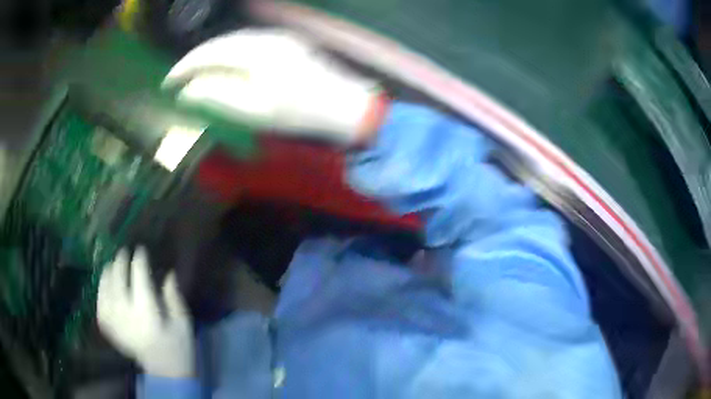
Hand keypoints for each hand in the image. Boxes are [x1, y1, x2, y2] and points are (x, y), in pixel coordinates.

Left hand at [97, 247, 194, 377]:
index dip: (139, 260)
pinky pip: (100, 306)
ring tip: (111, 265)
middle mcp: (127, 315)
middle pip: (118, 280)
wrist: (165, 373)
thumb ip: (174, 297)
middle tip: (124, 252)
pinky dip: (100, 293)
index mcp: (147, 313)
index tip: (141, 250)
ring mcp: (116, 324)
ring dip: (107, 275)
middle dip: (120, 262)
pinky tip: (104, 287)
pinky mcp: (111, 331)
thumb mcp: (183, 323)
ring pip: (105, 291)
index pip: (139, 278)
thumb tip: (167, 273)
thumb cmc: (177, 347)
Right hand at [162, 28, 383, 144]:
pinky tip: (225, 65)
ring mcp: (279, 38)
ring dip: (212, 55)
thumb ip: (218, 96)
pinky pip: (249, 43)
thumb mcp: (254, 111)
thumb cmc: (300, 114)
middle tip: (178, 78)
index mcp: (255, 53)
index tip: (167, 83)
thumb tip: (189, 90)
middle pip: (220, 43)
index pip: (208, 54)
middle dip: (195, 60)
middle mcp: (265, 38)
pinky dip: (231, 53)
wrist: (345, 107)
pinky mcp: (288, 43)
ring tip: (196, 73)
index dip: (184, 67)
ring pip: (234, 41)